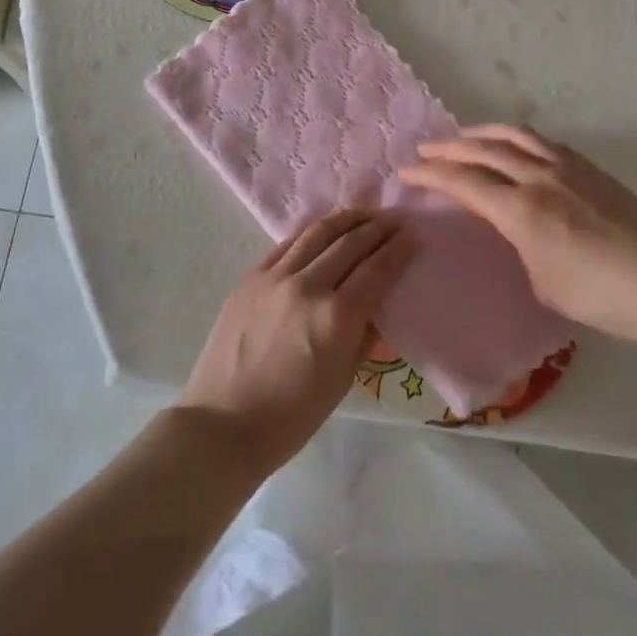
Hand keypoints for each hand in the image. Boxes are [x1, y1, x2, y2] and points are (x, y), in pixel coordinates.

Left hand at [179, 210, 413, 476]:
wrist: (223, 422)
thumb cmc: (291, 416)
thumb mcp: (342, 380)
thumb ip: (362, 335)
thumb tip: (376, 305)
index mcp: (336, 317)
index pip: (376, 270)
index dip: (398, 250)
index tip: (413, 236)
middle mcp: (308, 286)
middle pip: (350, 243)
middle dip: (377, 228)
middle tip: (395, 220)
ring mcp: (276, 277)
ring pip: (317, 233)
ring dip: (346, 219)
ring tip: (365, 213)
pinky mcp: (251, 276)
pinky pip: (287, 244)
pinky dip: (311, 233)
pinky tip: (323, 230)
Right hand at [399, 125, 636, 346]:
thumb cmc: (602, 296)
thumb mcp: (543, 284)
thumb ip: (519, 247)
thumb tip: (513, 229)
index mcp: (522, 210)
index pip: (464, 182)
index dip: (430, 174)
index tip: (405, 171)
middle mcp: (539, 178)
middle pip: (483, 149)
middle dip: (448, 147)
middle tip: (425, 148)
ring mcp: (567, 168)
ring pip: (514, 135)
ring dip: (482, 132)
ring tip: (465, 136)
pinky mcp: (590, 168)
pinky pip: (542, 142)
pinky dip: (515, 138)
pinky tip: (514, 146)